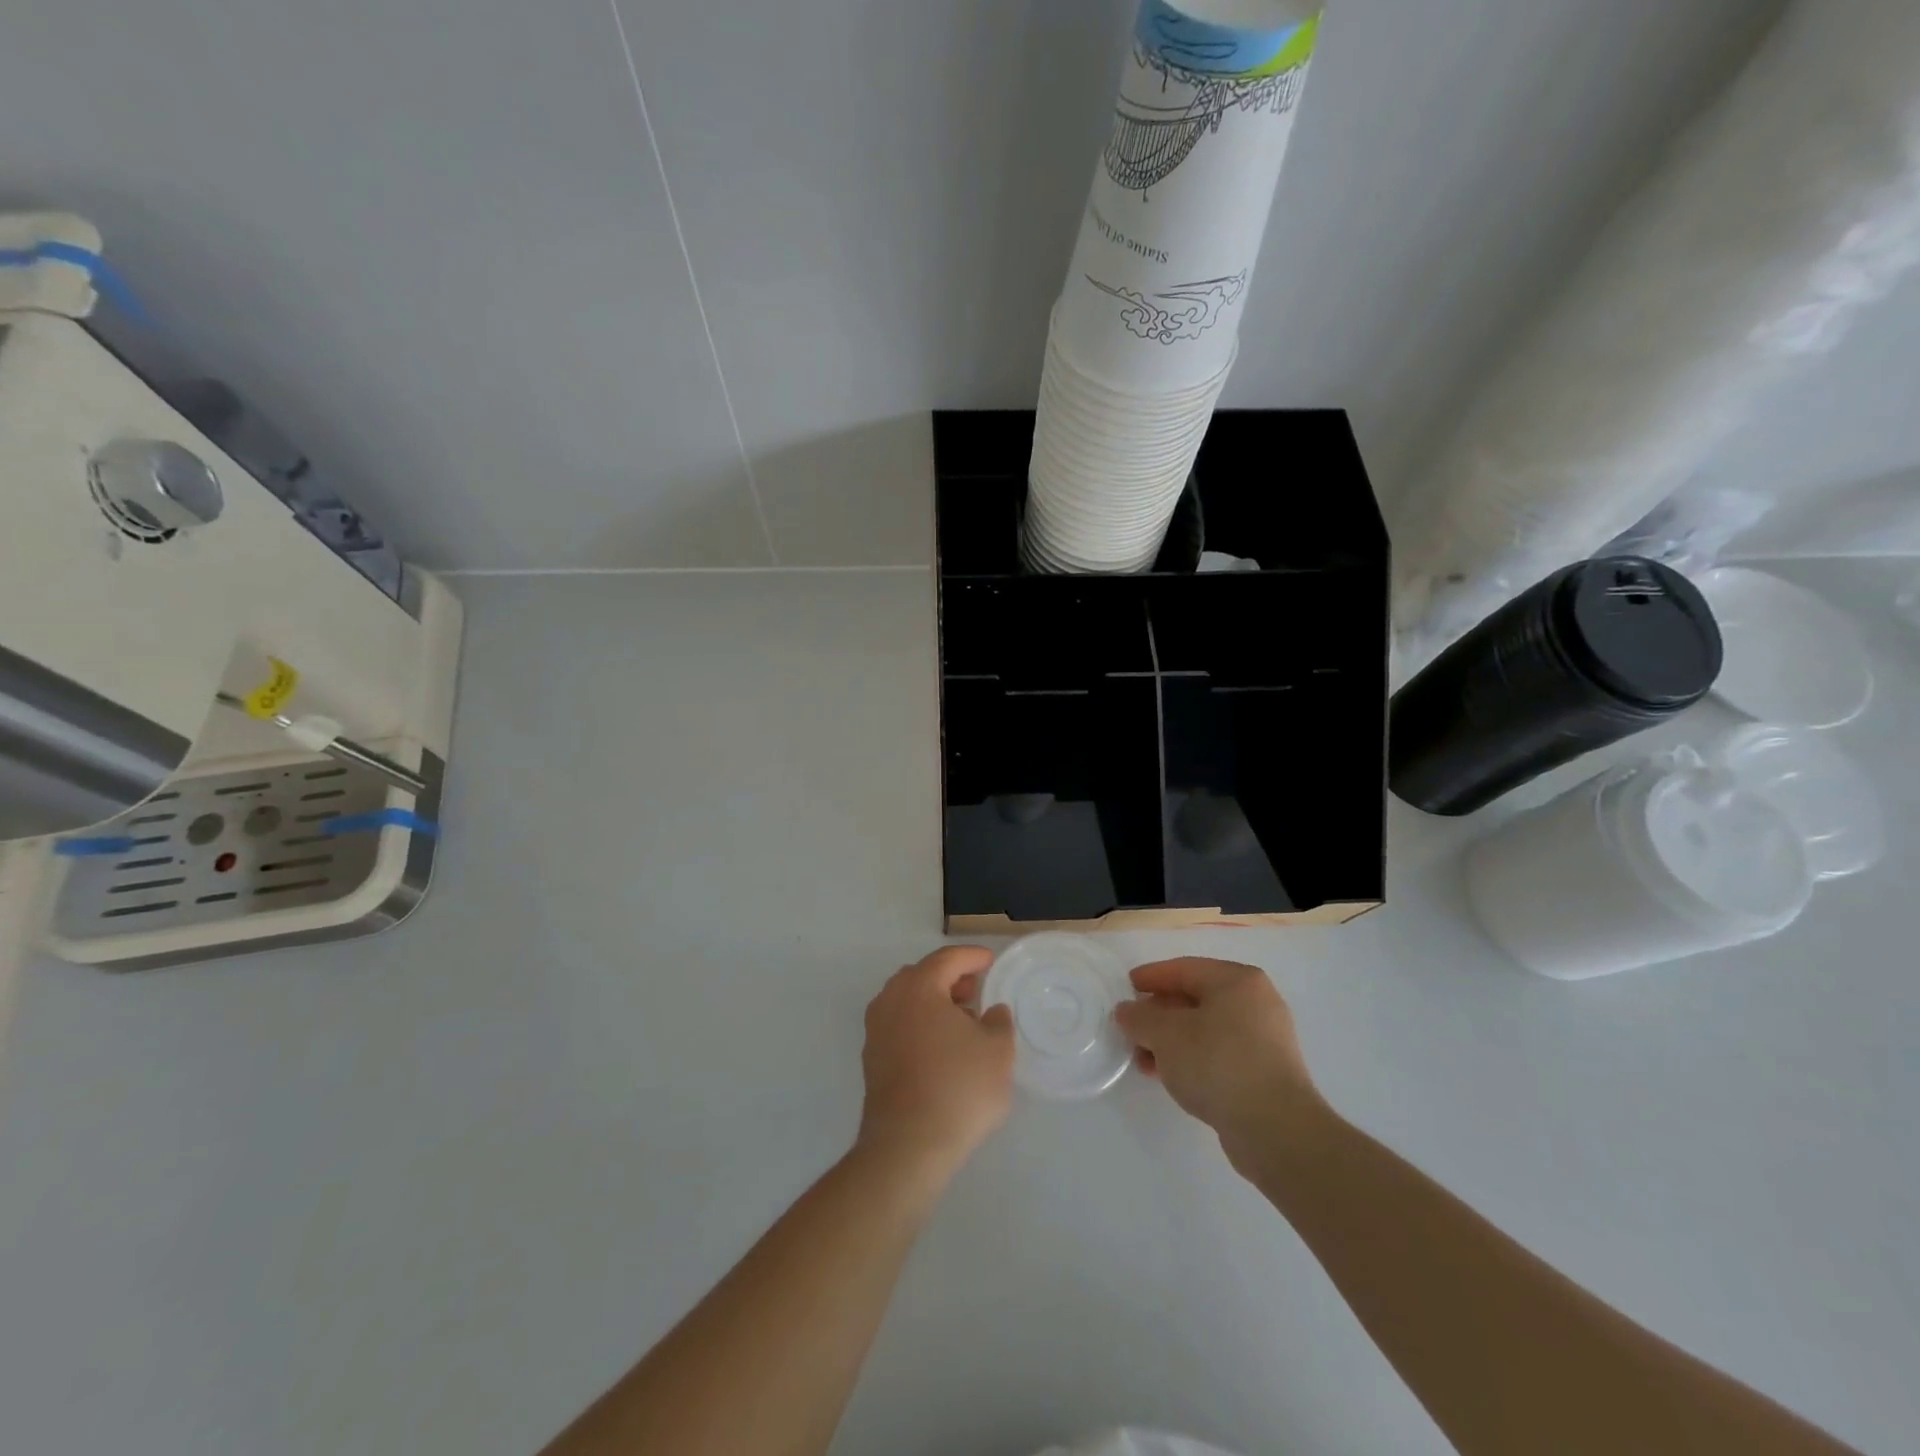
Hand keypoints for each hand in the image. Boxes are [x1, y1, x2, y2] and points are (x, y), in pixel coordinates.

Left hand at [857, 946, 1014, 1176]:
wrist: (907, 1147)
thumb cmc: (958, 1088)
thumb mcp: (997, 1051)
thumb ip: (998, 1021)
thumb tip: (991, 1012)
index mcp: (919, 987)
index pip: (947, 958)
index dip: (972, 956)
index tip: (991, 961)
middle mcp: (890, 1000)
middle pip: (922, 975)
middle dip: (950, 978)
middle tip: (976, 991)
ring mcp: (876, 1031)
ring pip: (907, 1001)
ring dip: (934, 1002)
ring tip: (962, 1022)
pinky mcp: (871, 1060)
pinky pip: (899, 1025)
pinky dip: (920, 1024)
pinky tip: (941, 1048)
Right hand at [1114, 958, 1326, 1168]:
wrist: (1275, 1129)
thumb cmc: (1217, 1063)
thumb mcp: (1165, 1035)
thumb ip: (1139, 1017)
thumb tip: (1126, 1011)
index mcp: (1237, 980)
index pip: (1184, 969)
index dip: (1150, 977)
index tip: (1125, 988)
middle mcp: (1256, 1002)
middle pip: (1195, 999)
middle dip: (1159, 1015)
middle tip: (1131, 1029)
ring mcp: (1266, 1039)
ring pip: (1206, 1029)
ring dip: (1172, 1041)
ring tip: (1144, 1062)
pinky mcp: (1267, 1072)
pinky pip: (1220, 1054)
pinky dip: (1193, 1059)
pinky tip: (1171, 1077)